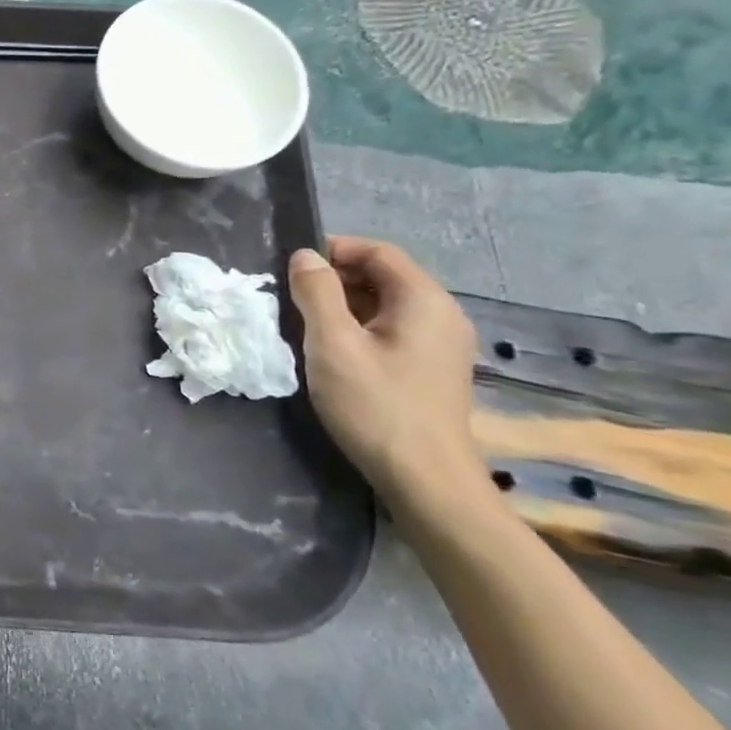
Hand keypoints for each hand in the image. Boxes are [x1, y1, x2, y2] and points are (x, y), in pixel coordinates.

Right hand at [289, 236, 491, 513]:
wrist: (425, 480)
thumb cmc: (375, 405)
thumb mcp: (333, 344)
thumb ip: (316, 293)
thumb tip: (305, 256)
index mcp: (424, 300)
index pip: (378, 251)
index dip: (333, 250)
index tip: (291, 268)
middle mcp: (441, 314)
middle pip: (383, 276)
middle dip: (334, 279)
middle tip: (289, 298)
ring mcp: (441, 344)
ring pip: (384, 305)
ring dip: (342, 306)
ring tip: (304, 325)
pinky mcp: (432, 369)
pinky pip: (391, 330)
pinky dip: (359, 329)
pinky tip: (332, 353)